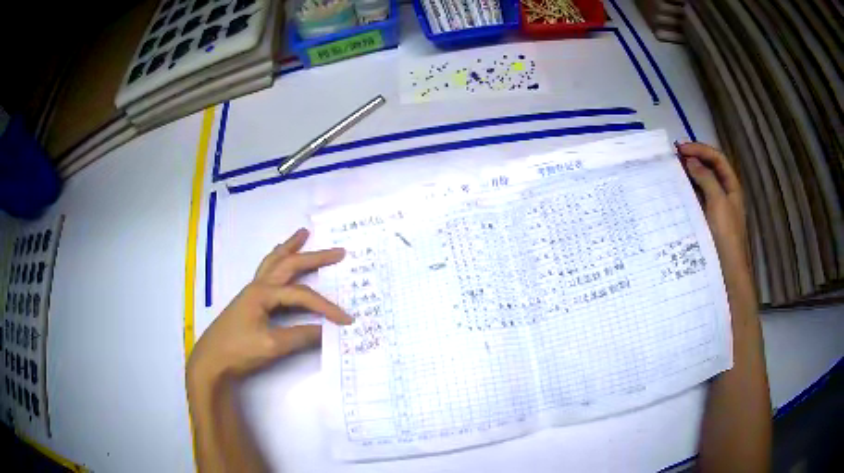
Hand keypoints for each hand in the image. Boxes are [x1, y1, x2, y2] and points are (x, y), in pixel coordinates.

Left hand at [188, 228, 352, 382]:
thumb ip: (301, 336)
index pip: (302, 296)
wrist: (211, 361)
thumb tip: (328, 331)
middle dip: (314, 257)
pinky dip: (277, 261)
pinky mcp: (249, 301)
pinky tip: (279, 262)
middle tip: (338, 251)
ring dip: (289, 248)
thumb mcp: (272, 345)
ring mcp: (252, 292)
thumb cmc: (239, 350)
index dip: (326, 307)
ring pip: (273, 262)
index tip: (346, 320)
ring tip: (302, 234)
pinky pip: (266, 272)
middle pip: (289, 265)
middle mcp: (258, 286)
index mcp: (263, 293)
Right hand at [677, 142, 753, 294]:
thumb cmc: (726, 235)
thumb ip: (706, 179)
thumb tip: (690, 160)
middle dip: (692, 159)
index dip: (700, 149)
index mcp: (731, 186)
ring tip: (670, 171)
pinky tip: (674, 192)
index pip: (716, 158)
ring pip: (701, 184)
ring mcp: (714, 207)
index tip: (680, 149)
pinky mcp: (705, 220)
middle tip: (672, 157)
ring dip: (688, 175)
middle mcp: (723, 193)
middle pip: (709, 168)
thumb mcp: (719, 203)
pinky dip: (686, 192)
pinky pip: (696, 200)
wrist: (727, 272)